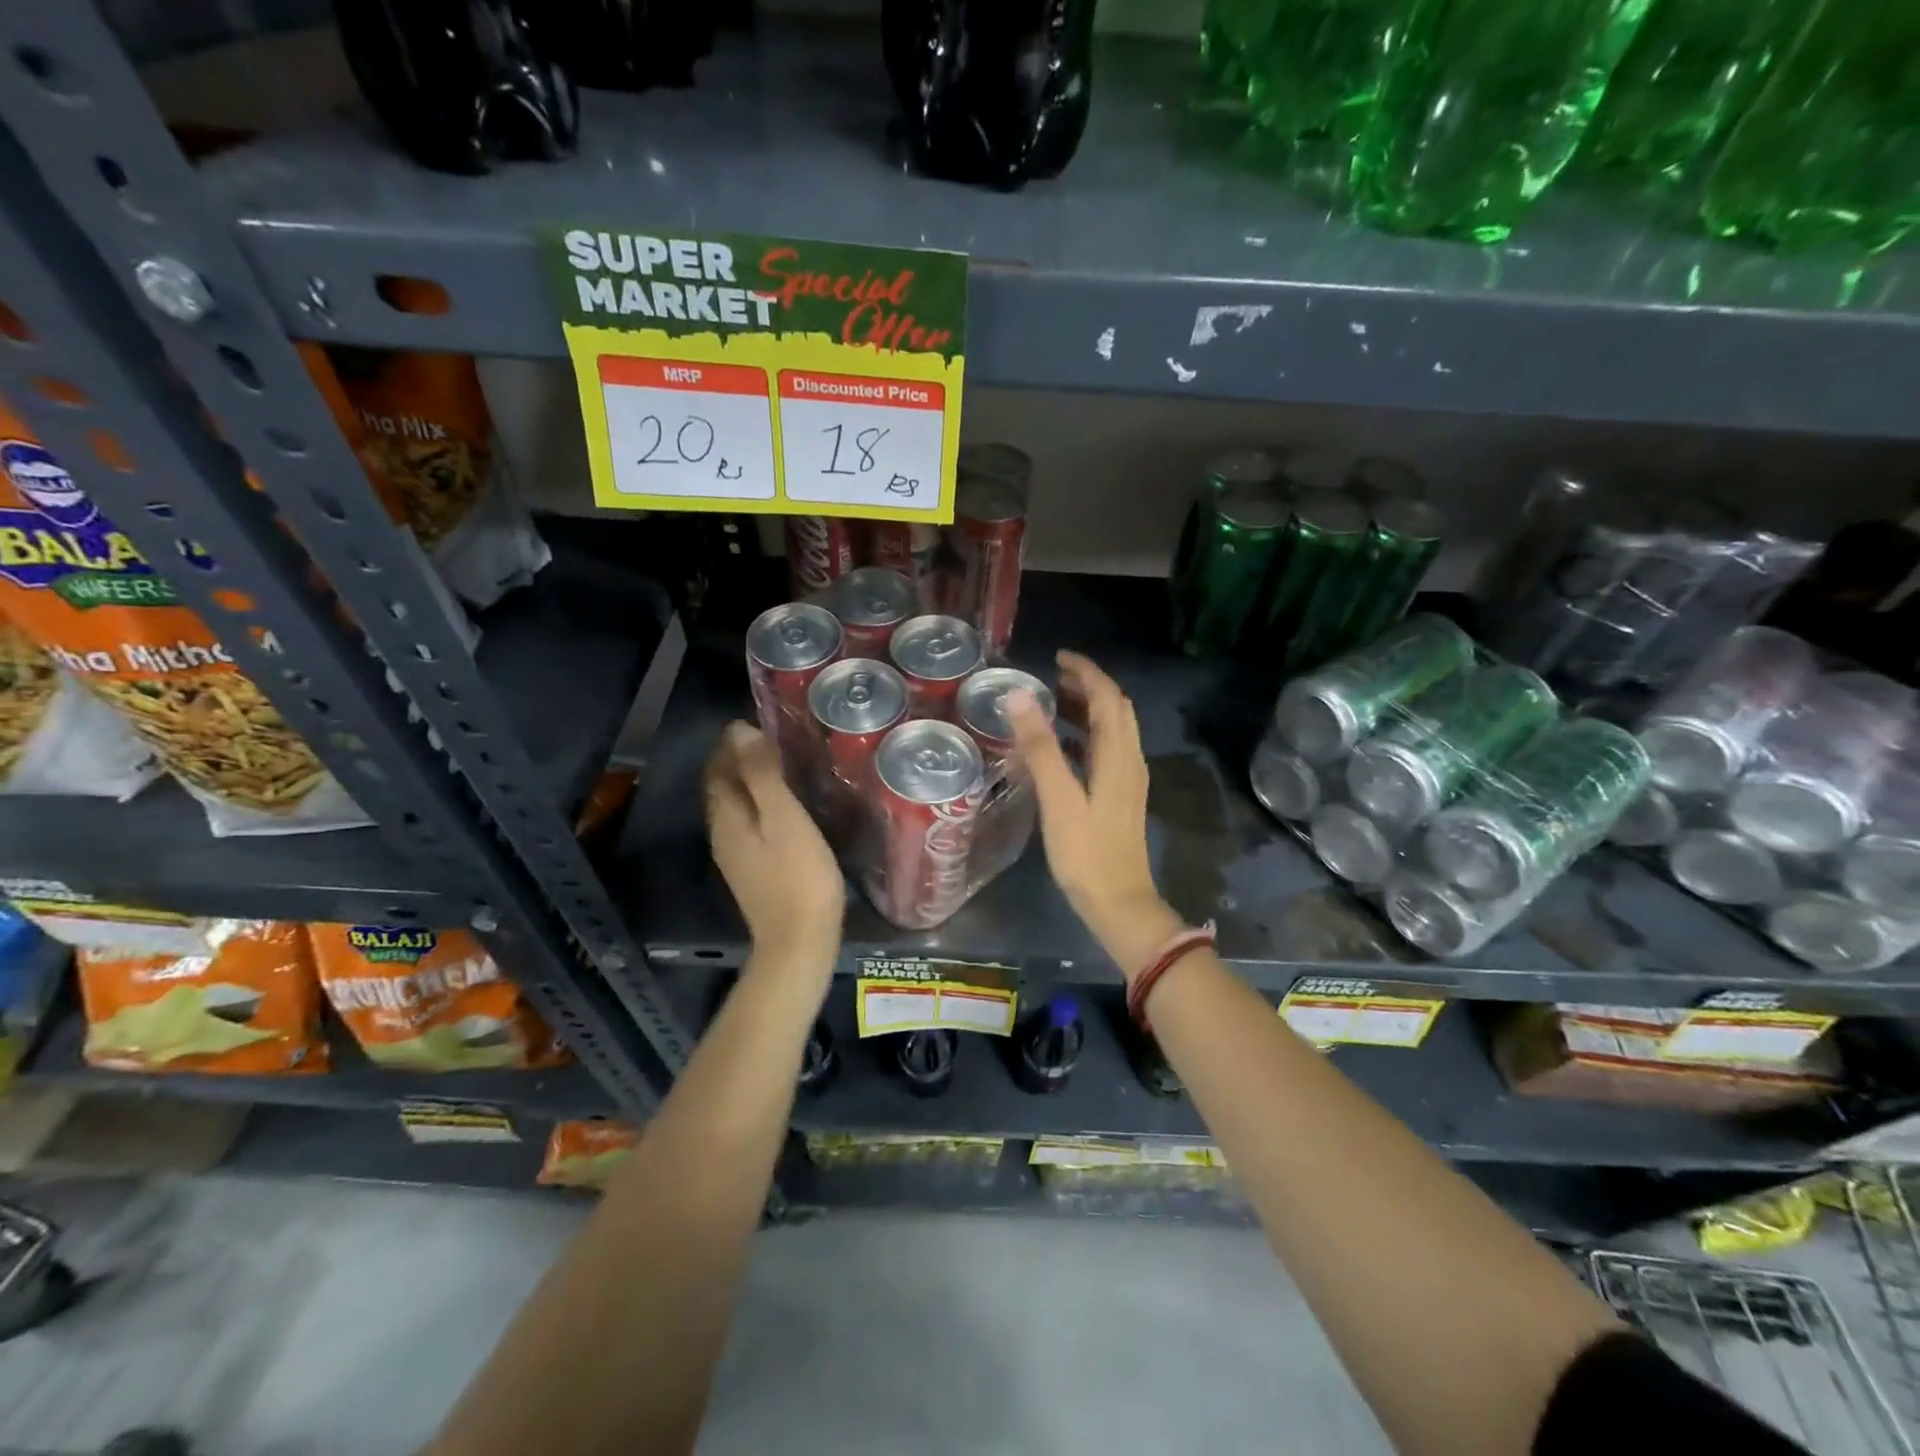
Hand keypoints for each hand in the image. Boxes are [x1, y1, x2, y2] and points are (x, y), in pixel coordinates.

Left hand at [704, 722, 844, 970]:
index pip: (718, 766)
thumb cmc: (798, 874)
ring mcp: (734, 853)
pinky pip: (746, 823)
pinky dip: (756, 803)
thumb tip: (740, 731)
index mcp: (727, 814)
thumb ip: (761, 774)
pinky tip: (781, 805)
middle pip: (721, 785)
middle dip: (737, 758)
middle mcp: (722, 831)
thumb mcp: (783, 816)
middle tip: (771, 738)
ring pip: (733, 805)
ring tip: (778, 764)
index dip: (733, 741)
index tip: (759, 721)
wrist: (798, 941)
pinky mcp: (751, 869)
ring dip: (747, 781)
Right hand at [1006, 651, 1184, 981]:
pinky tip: (1060, 748)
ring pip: (1112, 731)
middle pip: (1115, 710)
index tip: (1056, 657)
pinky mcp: (1119, 798)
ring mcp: (1127, 781)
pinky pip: (1105, 752)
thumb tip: (1019, 696)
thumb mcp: (1059, 799)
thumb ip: (1040, 747)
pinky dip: (1084, 737)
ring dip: (1087, 710)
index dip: (1086, 672)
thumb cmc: (1086, 853)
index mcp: (1118, 756)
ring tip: (1051, 703)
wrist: (1120, 904)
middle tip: (1052, 677)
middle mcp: (1129, 761)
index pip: (1109, 697)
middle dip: (1087, 686)